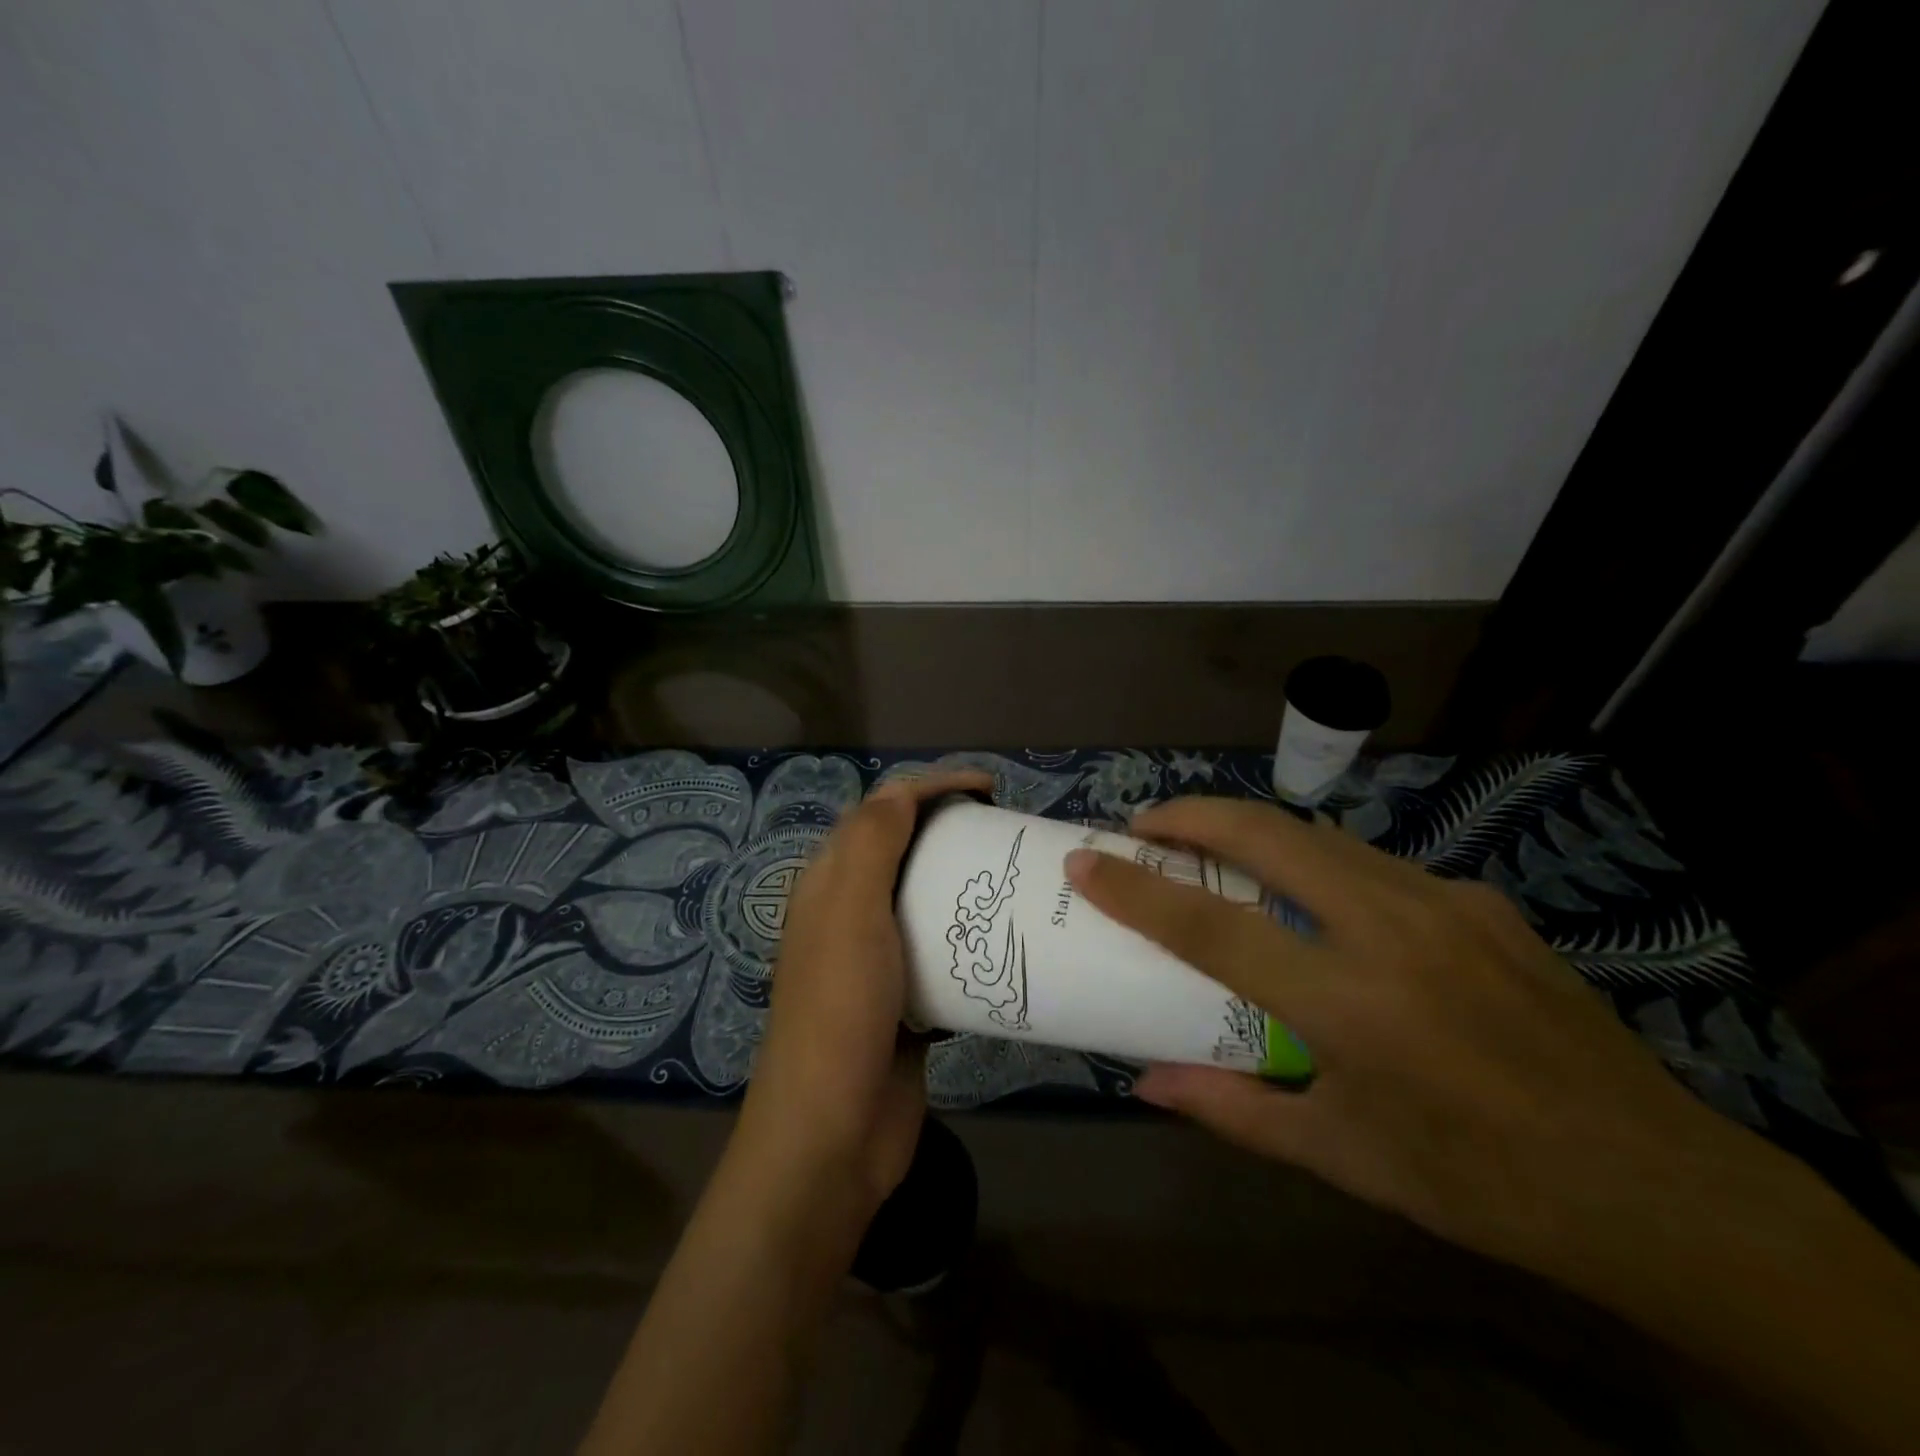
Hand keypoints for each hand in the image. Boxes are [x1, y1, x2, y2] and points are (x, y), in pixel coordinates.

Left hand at [581, 769, 995, 1455]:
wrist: (833, 1136)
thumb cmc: (841, 1011)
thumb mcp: (850, 913)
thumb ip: (870, 844)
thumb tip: (903, 789)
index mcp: (829, 884)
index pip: (881, 811)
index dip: (932, 786)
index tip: (990, 789)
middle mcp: (849, 914)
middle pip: (906, 851)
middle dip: (954, 830)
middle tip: (1009, 833)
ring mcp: (878, 960)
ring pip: (928, 901)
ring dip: (967, 883)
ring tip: (1017, 879)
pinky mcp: (908, 1001)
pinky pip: (945, 952)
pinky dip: (973, 937)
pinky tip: (1010, 940)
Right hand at [1068, 796, 1919, 1449]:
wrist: (1656, 1185)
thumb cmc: (1478, 1182)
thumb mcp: (1342, 1158)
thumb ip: (1235, 1110)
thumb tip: (1148, 1083)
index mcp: (1351, 1004)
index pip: (1213, 927)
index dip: (1137, 889)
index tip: (1085, 860)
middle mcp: (1392, 931)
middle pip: (1267, 836)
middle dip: (1193, 815)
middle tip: (1145, 824)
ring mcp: (1444, 903)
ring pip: (1319, 835)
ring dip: (1253, 830)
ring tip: (1213, 848)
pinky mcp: (1480, 900)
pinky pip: (1374, 865)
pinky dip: (1321, 865)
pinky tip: (1322, 903)